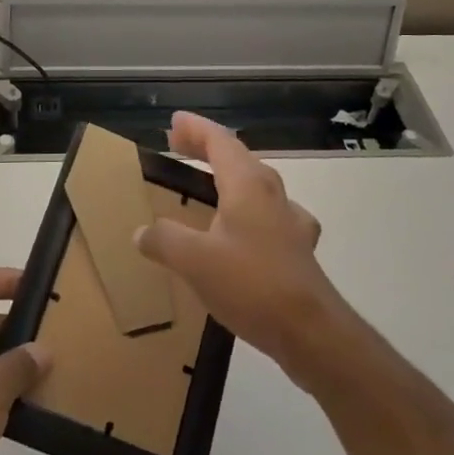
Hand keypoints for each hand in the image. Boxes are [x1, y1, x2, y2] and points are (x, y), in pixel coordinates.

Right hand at [137, 112, 347, 385]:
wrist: (312, 333)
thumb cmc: (252, 284)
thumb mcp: (195, 261)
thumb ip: (164, 240)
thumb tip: (142, 232)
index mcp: (247, 184)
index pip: (219, 141)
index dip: (196, 128)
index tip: (174, 121)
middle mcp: (271, 194)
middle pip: (238, 157)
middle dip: (207, 148)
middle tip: (179, 145)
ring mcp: (289, 221)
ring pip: (255, 184)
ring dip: (228, 176)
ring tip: (206, 183)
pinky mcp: (297, 249)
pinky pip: (266, 213)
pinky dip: (246, 210)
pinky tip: (243, 231)